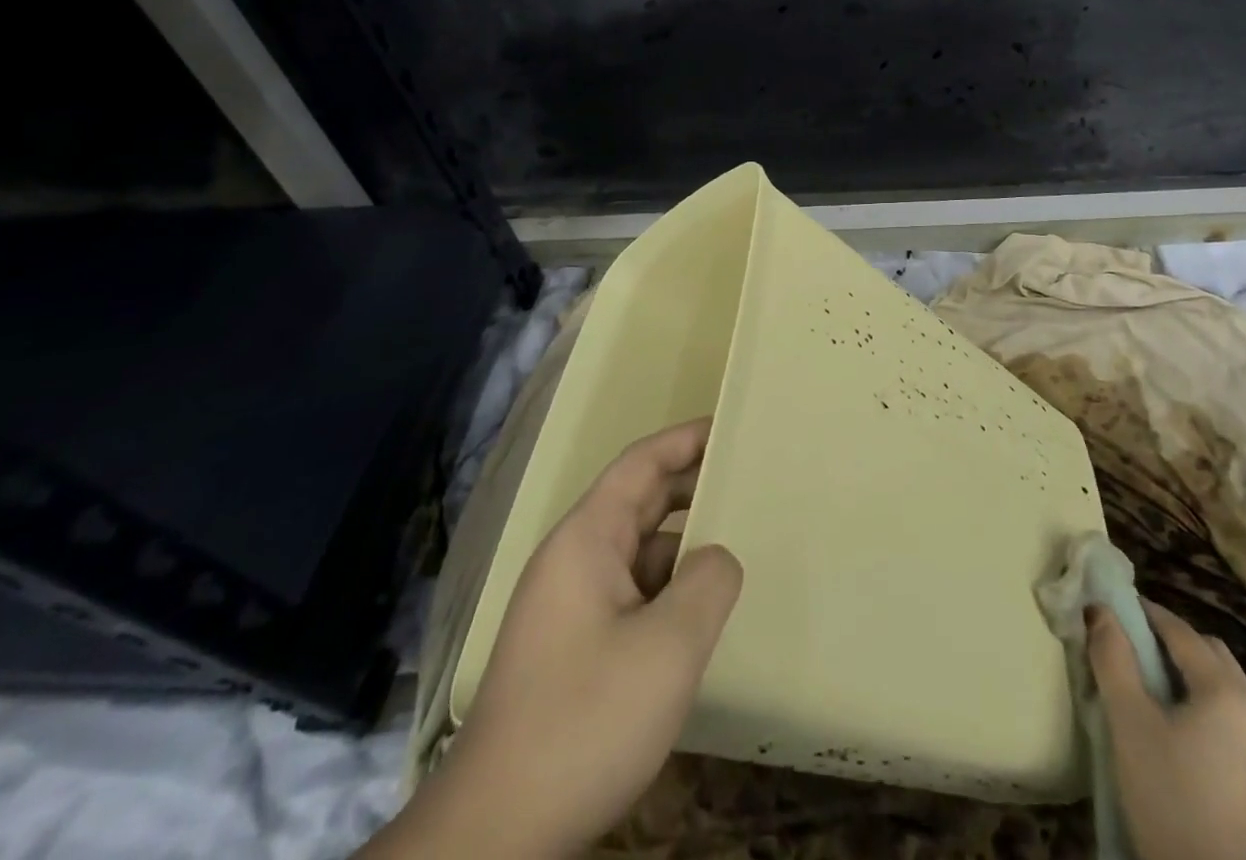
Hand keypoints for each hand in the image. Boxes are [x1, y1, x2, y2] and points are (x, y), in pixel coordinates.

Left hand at [369, 419, 743, 859]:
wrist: (495, 835)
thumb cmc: (584, 720)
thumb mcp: (668, 647)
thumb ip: (709, 582)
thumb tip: (717, 558)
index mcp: (586, 539)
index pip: (641, 463)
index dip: (686, 438)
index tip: (731, 426)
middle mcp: (573, 560)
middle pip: (639, 502)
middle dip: (692, 487)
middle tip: (749, 483)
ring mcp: (569, 607)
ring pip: (638, 554)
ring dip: (683, 547)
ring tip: (738, 550)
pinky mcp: (572, 650)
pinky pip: (630, 596)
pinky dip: (668, 591)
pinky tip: (700, 618)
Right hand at [1088, 599, 1245, 859]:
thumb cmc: (1167, 795)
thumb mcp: (1128, 721)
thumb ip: (1112, 657)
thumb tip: (1098, 609)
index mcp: (1226, 690)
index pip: (1180, 630)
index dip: (1143, 612)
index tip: (1110, 607)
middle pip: (1207, 652)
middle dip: (1168, 639)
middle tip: (1128, 644)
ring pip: (1220, 684)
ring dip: (1184, 671)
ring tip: (1144, 683)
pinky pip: (1228, 716)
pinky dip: (1199, 701)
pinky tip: (1172, 725)